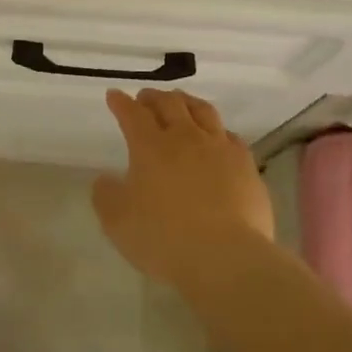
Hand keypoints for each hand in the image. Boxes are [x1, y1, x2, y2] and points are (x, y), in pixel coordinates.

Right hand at [92, 88, 275, 287]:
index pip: (132, 114)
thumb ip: (106, 195)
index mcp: (150, 146)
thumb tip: (105, 179)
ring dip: (187, 102)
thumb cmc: (163, 238)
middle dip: (154, 97)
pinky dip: (218, 130)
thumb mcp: (117, 221)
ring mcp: (219, 149)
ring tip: (181, 102)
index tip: (114, 95)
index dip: (121, 103)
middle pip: (169, 104)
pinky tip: (218, 137)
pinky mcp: (246, 166)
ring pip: (203, 111)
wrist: (225, 256)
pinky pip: (230, 136)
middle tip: (145, 97)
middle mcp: (185, 138)